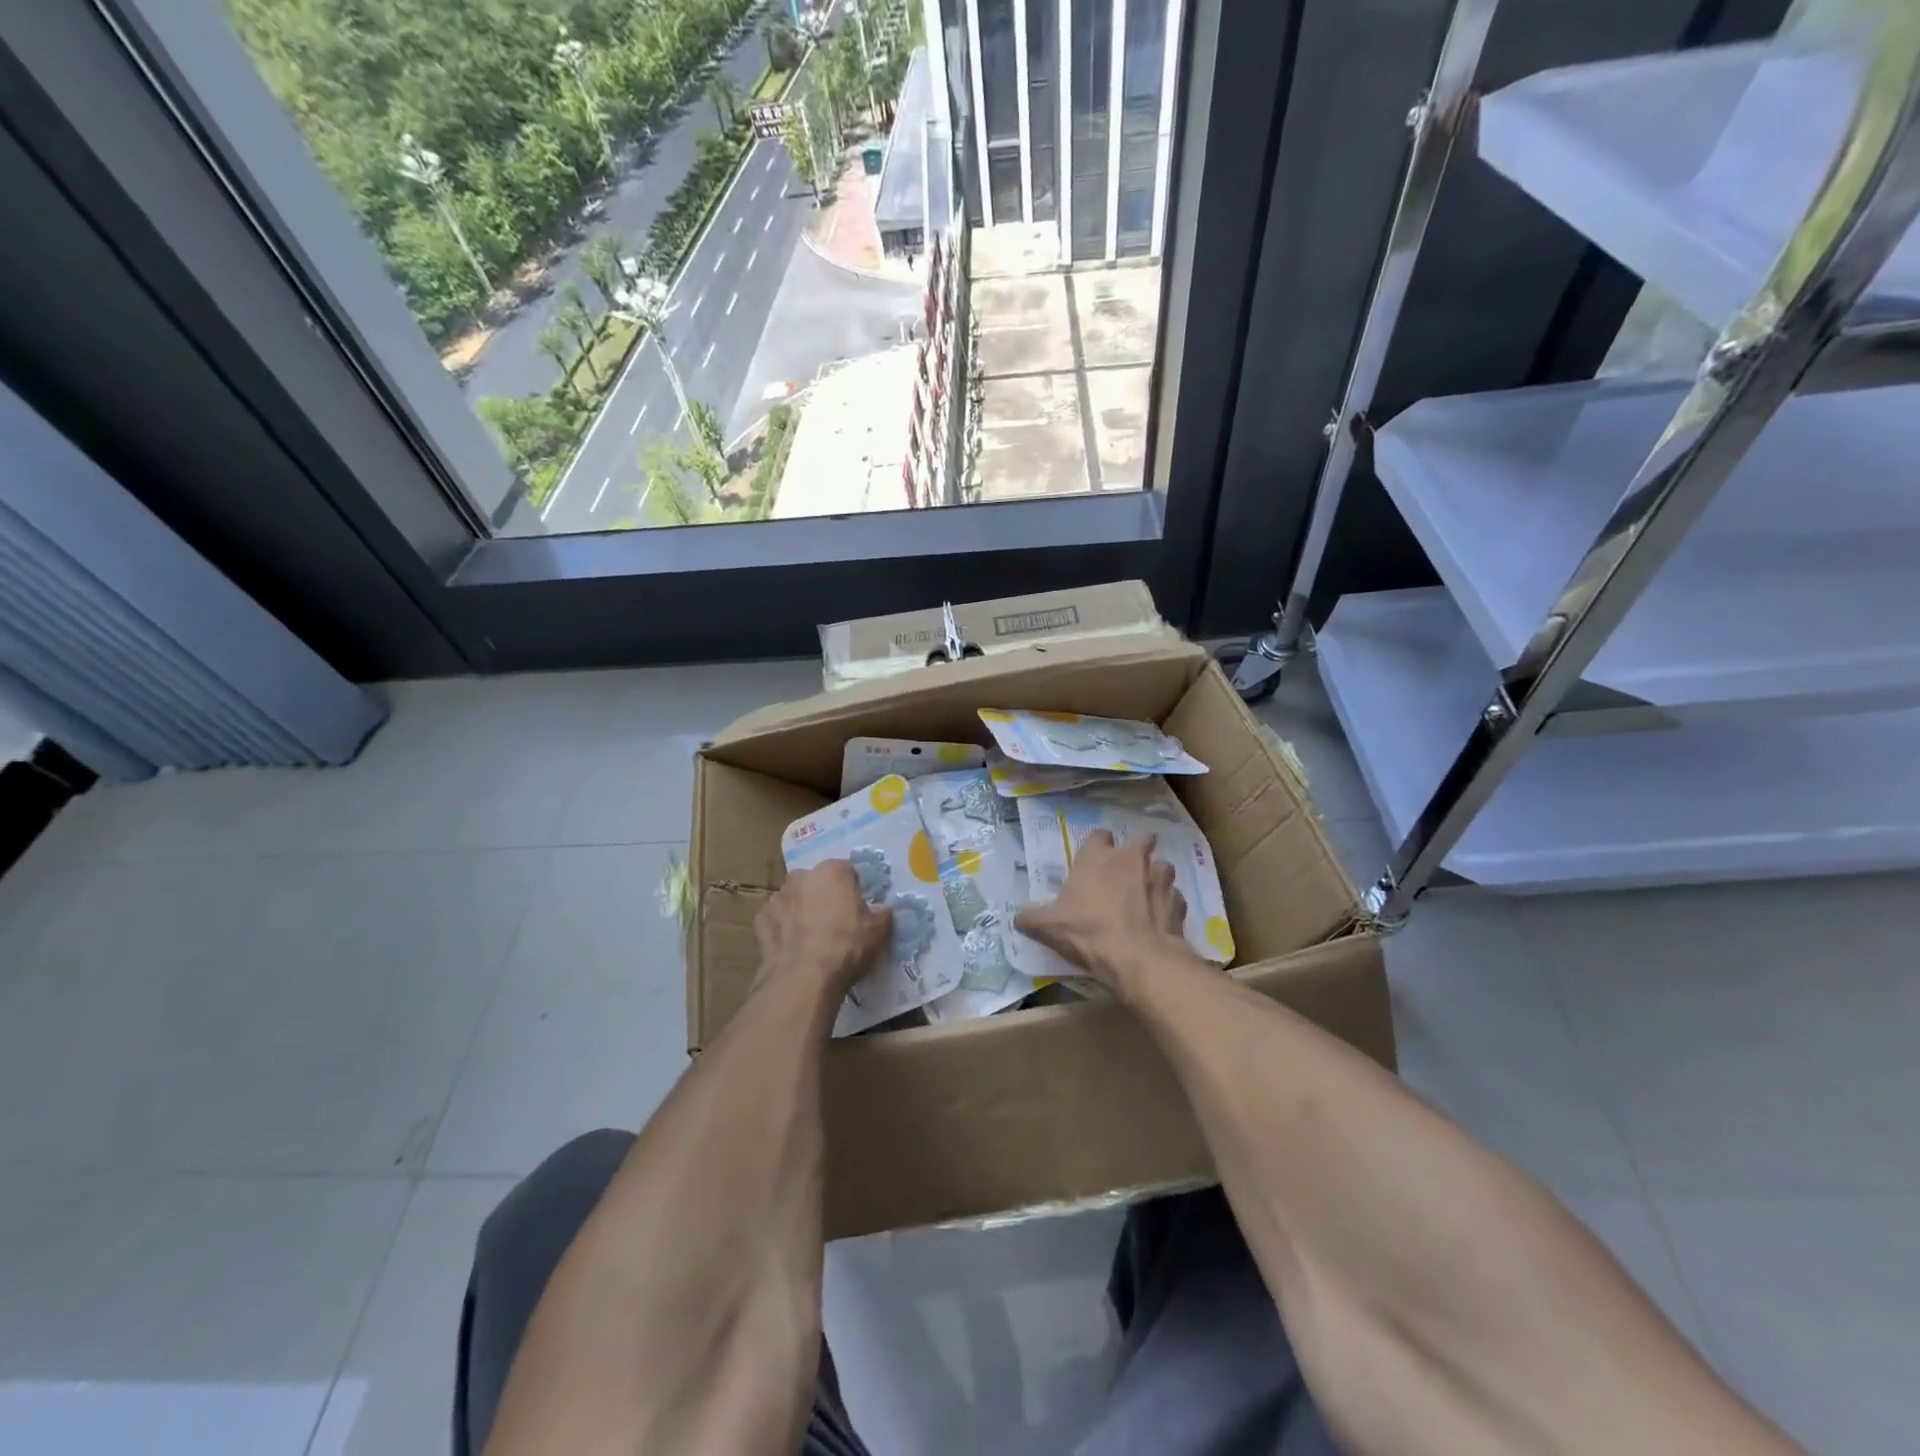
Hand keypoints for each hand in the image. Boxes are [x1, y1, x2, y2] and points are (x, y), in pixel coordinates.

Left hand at [755, 860, 891, 999]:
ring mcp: (777, 896)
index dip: (854, 889)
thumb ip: (882, 914)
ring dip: (802, 911)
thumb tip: (881, 910)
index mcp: (833, 871)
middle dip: (825, 896)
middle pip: (818, 882)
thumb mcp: (879, 931)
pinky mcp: (760, 919)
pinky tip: (792, 948)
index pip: (848, 871)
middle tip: (835, 923)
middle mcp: (802, 875)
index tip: (858, 908)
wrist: (803, 978)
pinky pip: (777, 919)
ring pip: (795, 899)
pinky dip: (783, 929)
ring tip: (811, 939)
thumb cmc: (846, 947)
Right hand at [1016, 831, 1190, 993]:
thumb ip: (1031, 917)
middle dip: (1137, 853)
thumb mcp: (1048, 926)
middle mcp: (1132, 859)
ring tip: (1147, 897)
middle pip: (1141, 841)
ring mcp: (1160, 879)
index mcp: (1098, 857)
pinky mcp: (1179, 903)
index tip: (1094, 861)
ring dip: (1156, 878)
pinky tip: (1160, 921)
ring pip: (1163, 867)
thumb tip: (1017, 918)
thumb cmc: (1088, 931)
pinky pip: (1175, 898)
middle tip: (1127, 873)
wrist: (1138, 957)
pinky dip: (1169, 906)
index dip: (1098, 846)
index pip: (1099, 835)